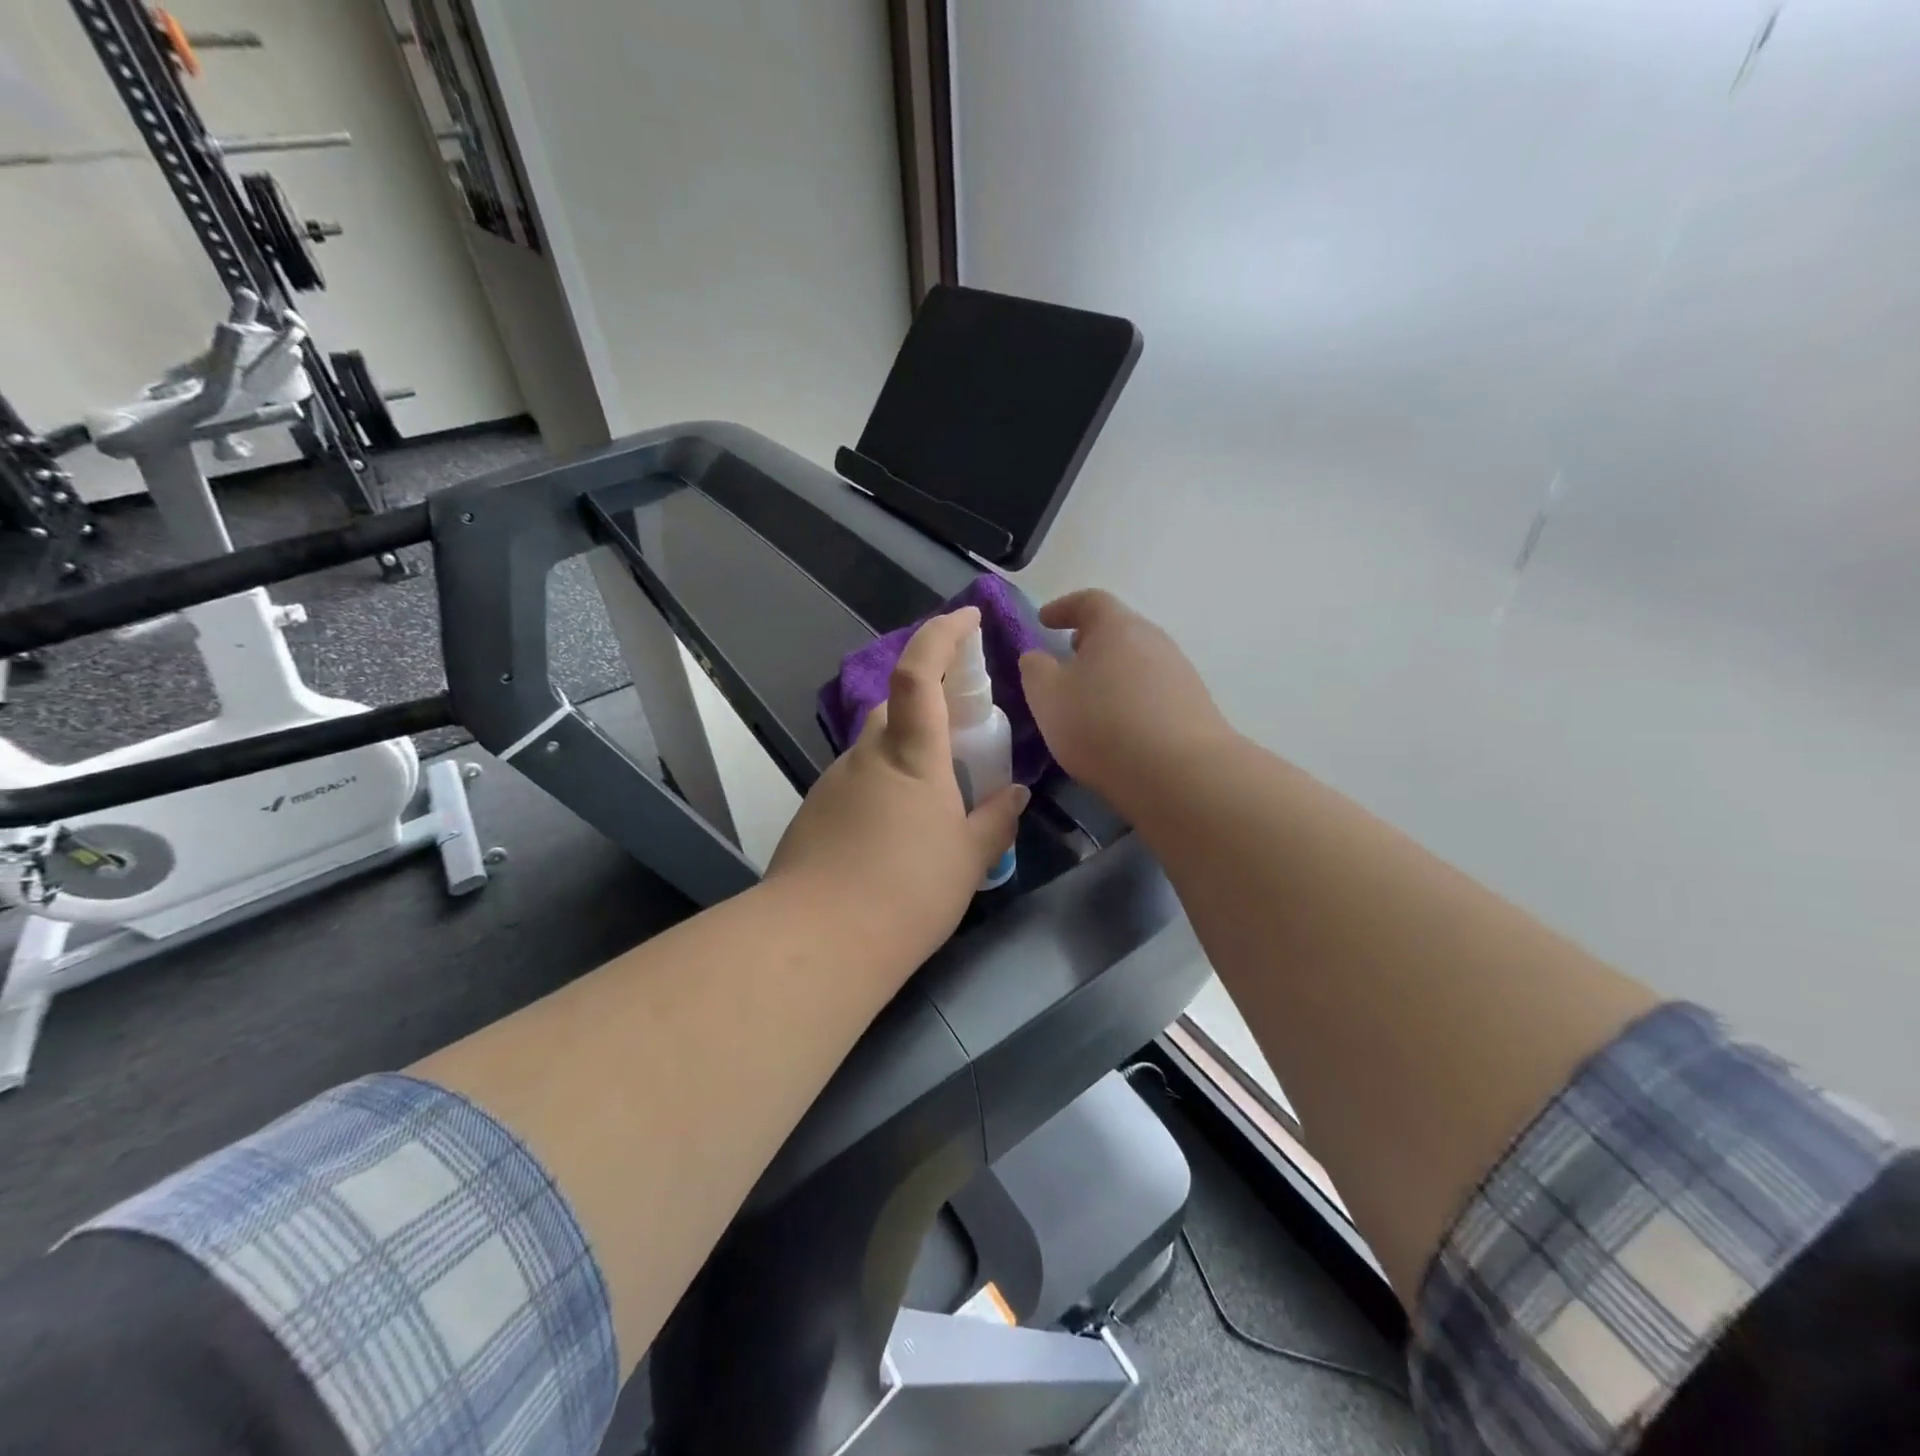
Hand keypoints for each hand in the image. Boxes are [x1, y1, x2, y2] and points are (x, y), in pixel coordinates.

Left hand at [767, 607, 1028, 966]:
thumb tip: (1015, 794)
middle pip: (894, 709)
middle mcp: (867, 756)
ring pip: (875, 750)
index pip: (918, 671)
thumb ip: (995, 820)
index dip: (941, 634)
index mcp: (911, 755)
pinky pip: (856, 784)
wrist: (819, 941)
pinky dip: (881, 792)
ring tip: (932, 810)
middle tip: (961, 747)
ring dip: (904, 759)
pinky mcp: (814, 813)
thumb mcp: (968, 859)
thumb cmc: (908, 892)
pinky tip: (894, 839)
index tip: (967, 617)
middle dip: (928, 710)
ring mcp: (833, 783)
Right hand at [1018, 590, 1232, 805]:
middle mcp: (1154, 640)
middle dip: (1089, 642)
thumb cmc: (1102, 725)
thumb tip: (1037, 657)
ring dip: (1112, 673)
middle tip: (1067, 660)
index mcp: (1117, 627)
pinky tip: (1120, 726)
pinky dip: (1131, 698)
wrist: (1180, 773)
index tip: (1043, 621)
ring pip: (1137, 662)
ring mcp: (1180, 672)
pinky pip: (1153, 691)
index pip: (1089, 601)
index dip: (1063, 607)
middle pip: (1118, 630)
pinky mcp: (1194, 706)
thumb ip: (1035, 670)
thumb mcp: (1048, 697)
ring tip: (1090, 699)